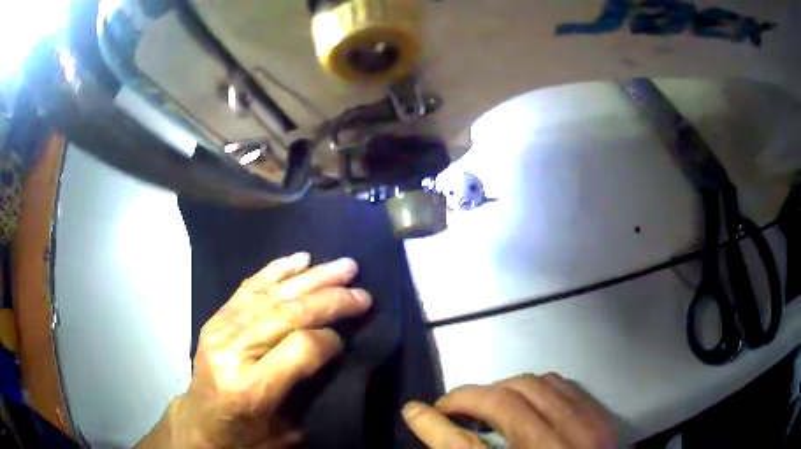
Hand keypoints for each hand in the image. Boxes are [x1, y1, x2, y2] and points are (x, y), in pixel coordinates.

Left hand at [137, 253, 371, 448]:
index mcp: (250, 387)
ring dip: (312, 277)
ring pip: (272, 294)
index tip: (348, 337)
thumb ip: (309, 387)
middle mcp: (233, 351)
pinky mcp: (216, 318)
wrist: (202, 423)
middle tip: (362, 290)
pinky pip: (250, 287)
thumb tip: (334, 343)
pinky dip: (278, 270)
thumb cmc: (247, 435)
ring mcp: (220, 329)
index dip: (331, 339)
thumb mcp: (288, 430)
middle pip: (287, 313)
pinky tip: (300, 259)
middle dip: (330, 299)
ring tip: (344, 266)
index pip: (300, 347)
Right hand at [402, 373, 617, 448]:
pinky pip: (564, 384)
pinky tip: (528, 399)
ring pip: (535, 384)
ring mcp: (589, 428)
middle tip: (454, 409)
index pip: (465, 446)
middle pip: (504, 402)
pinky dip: (536, 386)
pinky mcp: (603, 418)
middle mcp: (559, 447)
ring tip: (489, 404)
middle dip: (470, 397)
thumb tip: (439, 432)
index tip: (415, 410)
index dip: (435, 425)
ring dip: (502, 388)